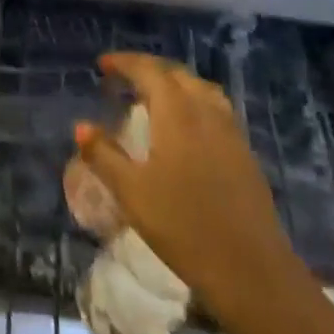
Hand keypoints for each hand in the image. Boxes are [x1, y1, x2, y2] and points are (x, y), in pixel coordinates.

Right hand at [75, 54, 302, 330]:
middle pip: (177, 74)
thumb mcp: (131, 193)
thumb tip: (81, 126)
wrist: (251, 271)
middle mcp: (206, 112)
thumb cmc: (183, 227)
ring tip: (155, 97)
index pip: (149, 71)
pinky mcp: (245, 154)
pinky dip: (195, 103)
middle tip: (125, 79)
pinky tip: (186, 128)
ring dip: (175, 84)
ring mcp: (231, 132)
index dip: (124, 62)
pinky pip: (216, 109)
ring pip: (201, 89)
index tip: (103, 65)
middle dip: (149, 69)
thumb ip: (104, 155)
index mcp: (177, 113)